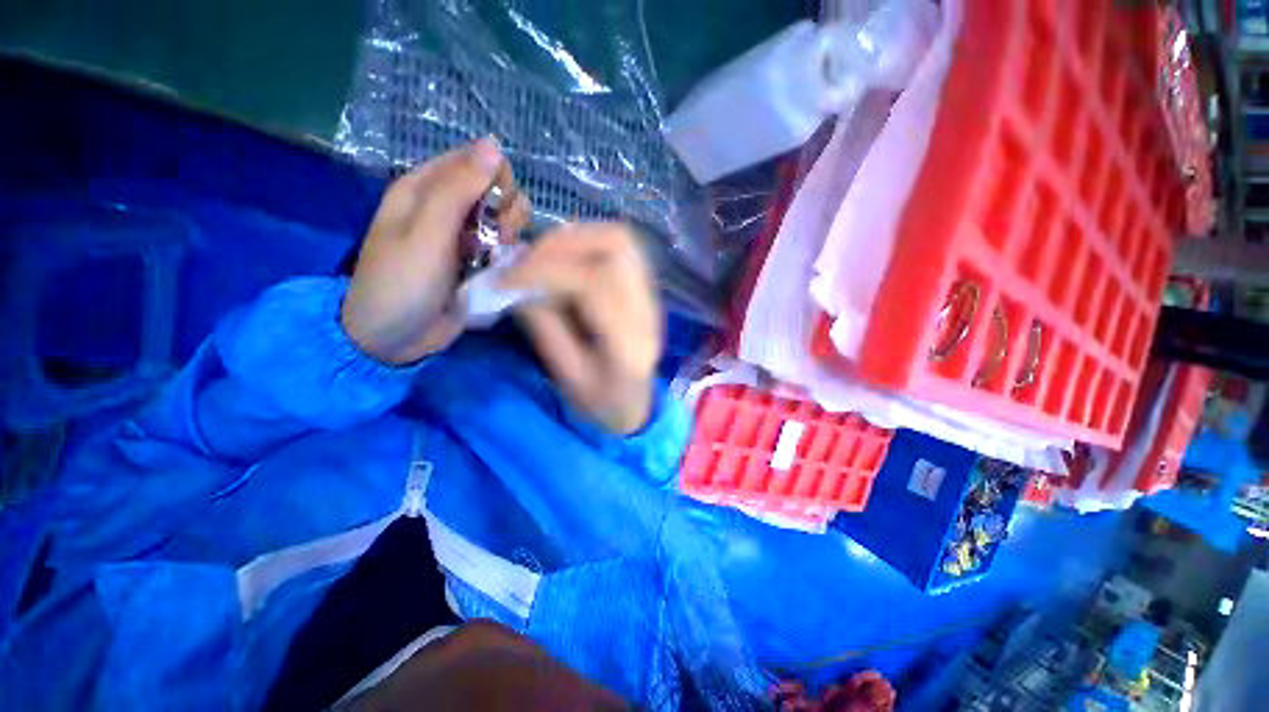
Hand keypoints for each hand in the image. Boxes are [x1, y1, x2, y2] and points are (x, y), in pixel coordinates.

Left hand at [341, 137, 529, 364]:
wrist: (393, 339)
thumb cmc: (401, 282)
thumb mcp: (426, 233)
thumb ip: (459, 190)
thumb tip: (494, 146)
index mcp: (426, 188)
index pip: (477, 161)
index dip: (497, 180)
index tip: (497, 209)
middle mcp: (448, 208)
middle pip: (498, 193)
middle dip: (506, 214)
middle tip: (496, 240)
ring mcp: (465, 238)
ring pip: (506, 223)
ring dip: (510, 240)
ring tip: (495, 261)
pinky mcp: (477, 264)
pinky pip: (505, 250)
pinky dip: (509, 259)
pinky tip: (500, 273)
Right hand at [502, 224, 661, 434]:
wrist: (636, 405)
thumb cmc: (601, 402)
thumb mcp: (567, 377)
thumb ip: (545, 328)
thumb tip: (518, 285)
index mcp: (629, 344)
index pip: (594, 285)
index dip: (545, 272)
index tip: (506, 279)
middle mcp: (647, 311)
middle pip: (617, 246)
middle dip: (562, 245)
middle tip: (526, 262)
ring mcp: (651, 296)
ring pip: (621, 239)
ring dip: (575, 238)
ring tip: (541, 258)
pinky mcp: (645, 289)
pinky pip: (620, 248)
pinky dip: (586, 244)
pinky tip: (563, 260)